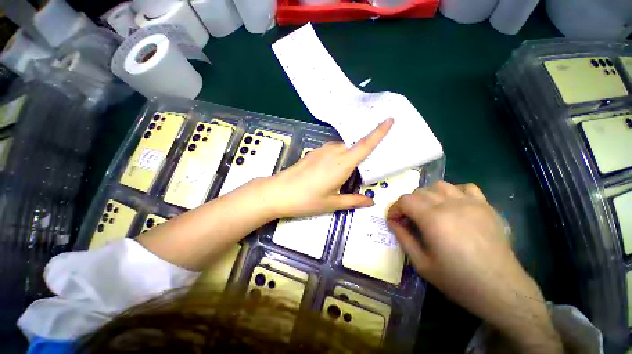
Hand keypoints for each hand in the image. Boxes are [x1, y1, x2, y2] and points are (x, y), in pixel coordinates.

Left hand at [260, 117, 393, 218]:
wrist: (278, 192)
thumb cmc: (306, 200)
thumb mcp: (332, 203)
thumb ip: (353, 201)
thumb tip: (370, 202)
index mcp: (342, 164)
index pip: (365, 145)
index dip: (379, 132)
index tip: (389, 120)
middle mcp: (333, 153)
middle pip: (354, 146)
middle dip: (362, 152)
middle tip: (365, 166)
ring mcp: (321, 151)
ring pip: (342, 148)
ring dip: (348, 156)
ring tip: (346, 172)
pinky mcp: (313, 153)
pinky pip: (331, 150)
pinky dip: (338, 156)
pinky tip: (331, 170)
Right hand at [387, 181, 562, 352]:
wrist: (501, 290)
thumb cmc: (458, 280)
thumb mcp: (421, 264)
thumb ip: (403, 238)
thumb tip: (392, 222)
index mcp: (433, 219)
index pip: (404, 200)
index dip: (395, 209)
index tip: (394, 221)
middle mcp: (450, 204)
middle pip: (419, 192)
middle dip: (408, 204)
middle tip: (410, 220)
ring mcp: (471, 203)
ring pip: (439, 185)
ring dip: (428, 196)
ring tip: (429, 211)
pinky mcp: (486, 206)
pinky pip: (465, 187)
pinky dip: (453, 192)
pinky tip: (453, 205)